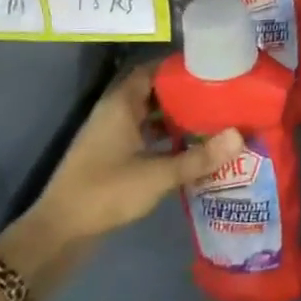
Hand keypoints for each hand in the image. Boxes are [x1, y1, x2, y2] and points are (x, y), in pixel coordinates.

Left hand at [12, 66, 241, 266]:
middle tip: (221, 93)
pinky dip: (167, 136)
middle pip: (154, 92)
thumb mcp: (158, 175)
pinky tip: (192, 146)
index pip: (151, 71)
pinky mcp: (113, 156)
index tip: (212, 68)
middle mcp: (115, 114)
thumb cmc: (106, 192)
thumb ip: (199, 157)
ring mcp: (112, 136)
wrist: (60, 233)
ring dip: (177, 116)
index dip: (179, 68)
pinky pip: (146, 135)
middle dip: (185, 92)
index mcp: (120, 105)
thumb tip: (240, 136)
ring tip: (214, 117)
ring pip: (150, 115)